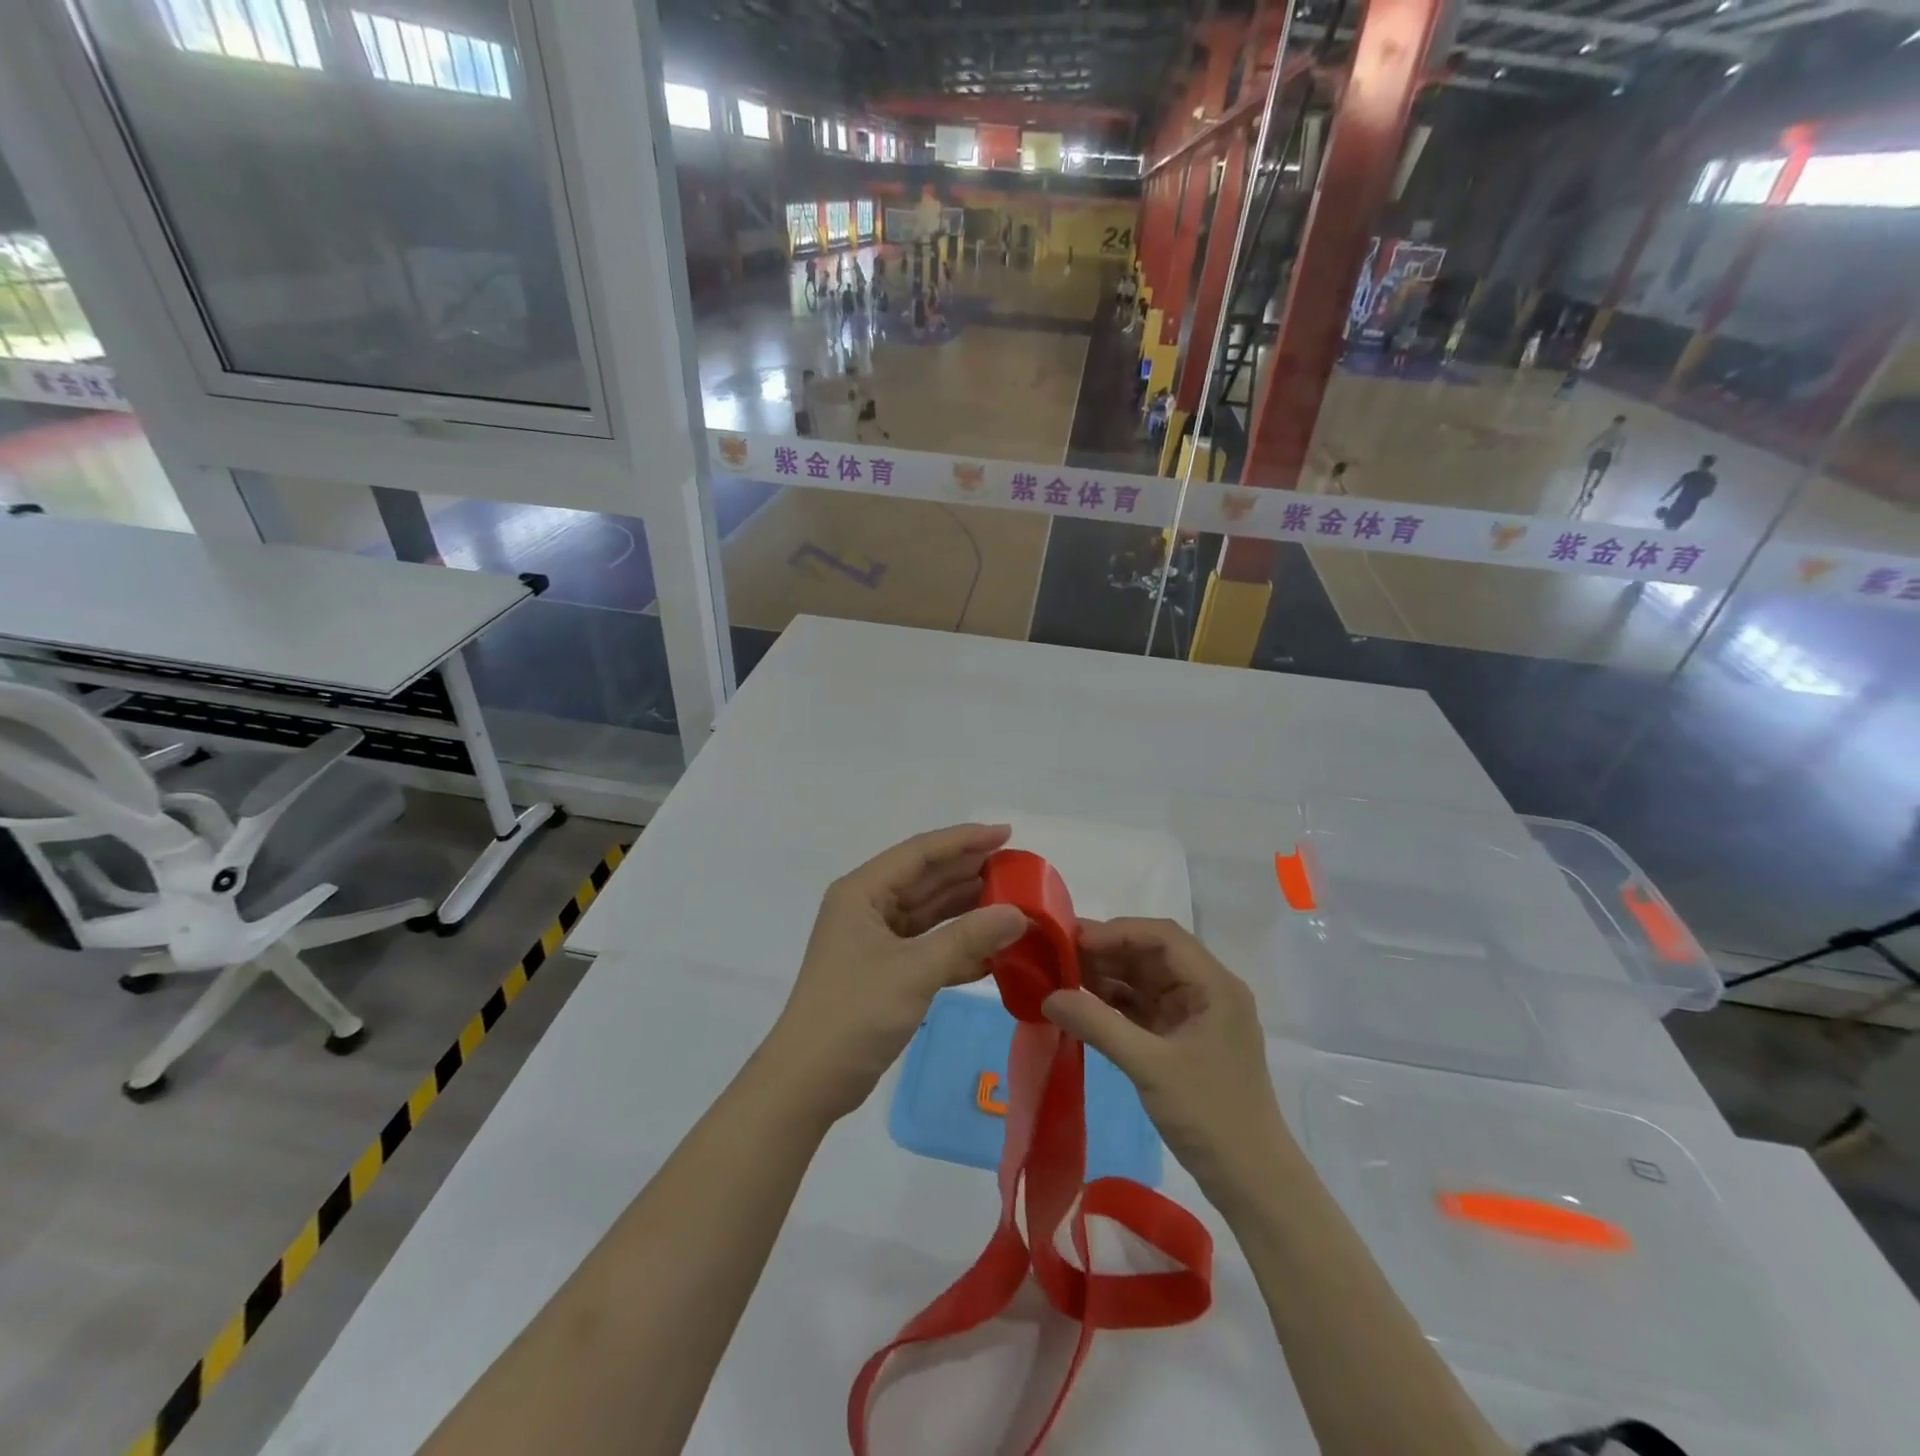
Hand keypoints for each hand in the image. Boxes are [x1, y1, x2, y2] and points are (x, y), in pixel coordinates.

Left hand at [765, 824, 1028, 1121]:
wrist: (808, 1081)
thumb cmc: (854, 1013)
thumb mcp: (914, 971)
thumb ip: (968, 937)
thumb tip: (1019, 913)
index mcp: (863, 892)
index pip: (920, 853)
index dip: (964, 840)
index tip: (1006, 834)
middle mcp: (868, 907)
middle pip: (925, 879)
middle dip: (969, 872)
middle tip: (1018, 868)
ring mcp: (875, 940)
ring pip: (929, 913)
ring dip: (967, 908)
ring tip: (1013, 900)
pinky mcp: (884, 970)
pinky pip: (928, 945)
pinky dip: (958, 945)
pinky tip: (993, 948)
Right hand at [1043, 918, 1289, 1204]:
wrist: (1252, 1182)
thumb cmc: (1210, 1115)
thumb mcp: (1150, 1066)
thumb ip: (1098, 1024)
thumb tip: (1048, 996)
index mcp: (1214, 985)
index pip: (1162, 937)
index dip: (1117, 931)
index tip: (1074, 940)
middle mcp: (1207, 990)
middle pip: (1152, 954)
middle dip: (1107, 952)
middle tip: (1059, 955)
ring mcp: (1195, 1016)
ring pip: (1145, 980)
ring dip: (1108, 976)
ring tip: (1063, 976)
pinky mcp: (1183, 1040)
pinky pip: (1144, 1007)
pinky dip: (1115, 1003)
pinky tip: (1083, 1005)